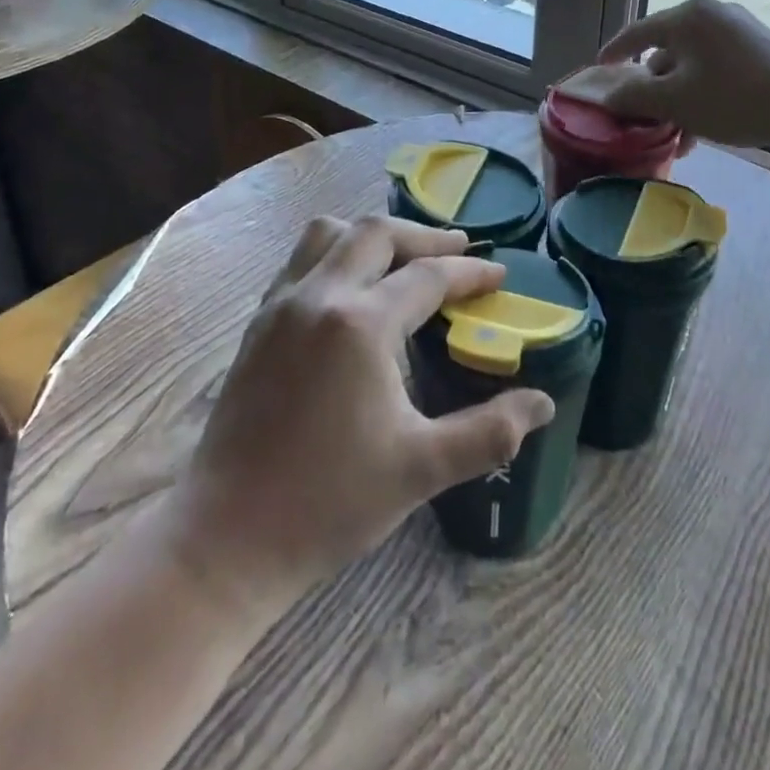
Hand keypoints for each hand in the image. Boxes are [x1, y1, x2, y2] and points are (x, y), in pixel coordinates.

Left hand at [164, 216, 554, 613]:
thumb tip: (543, 403)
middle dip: (424, 236)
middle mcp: (319, 295)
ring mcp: (281, 303)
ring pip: (330, 233)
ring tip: (402, 257)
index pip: (428, 276)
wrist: (227, 536)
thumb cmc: (329, 502)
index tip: (499, 273)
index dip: (470, 272)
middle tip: (457, 252)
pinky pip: (301, 258)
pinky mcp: (259, 321)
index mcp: (361, 324)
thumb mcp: (421, 468)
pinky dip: (336, 252)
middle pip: (377, 233)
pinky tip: (352, 287)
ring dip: (373, 234)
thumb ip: (489, 431)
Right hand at [583, 0, 769, 148]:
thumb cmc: (730, 97)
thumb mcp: (674, 102)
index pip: (637, 32)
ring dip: (680, 96)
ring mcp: (740, 28)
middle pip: (667, 49)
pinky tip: (706, 126)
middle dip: (654, 87)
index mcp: (687, 16)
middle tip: (645, 114)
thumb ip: (634, 97)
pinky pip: (717, 66)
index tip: (600, 70)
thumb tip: (608, 97)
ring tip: (679, 133)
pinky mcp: (760, 47)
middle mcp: (712, 13)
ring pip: (693, 63)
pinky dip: (704, 91)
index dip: (615, 53)